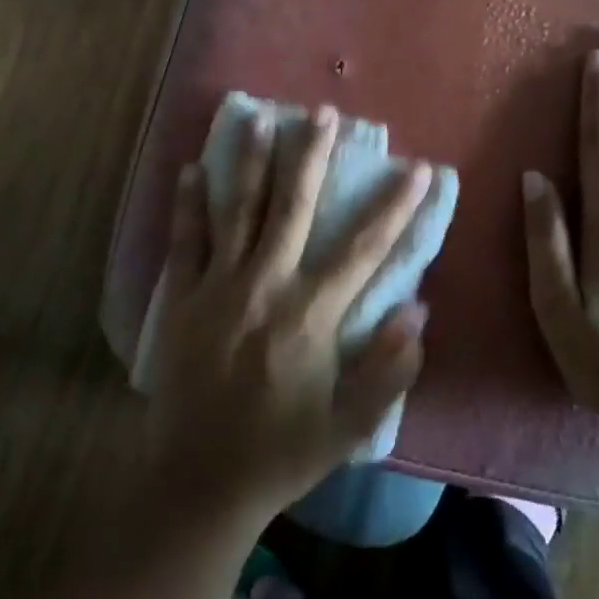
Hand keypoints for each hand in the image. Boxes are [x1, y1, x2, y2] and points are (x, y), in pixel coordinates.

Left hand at [144, 105, 431, 524]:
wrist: (197, 484)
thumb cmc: (281, 453)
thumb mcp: (349, 426)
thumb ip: (389, 369)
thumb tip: (418, 309)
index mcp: (308, 316)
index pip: (363, 250)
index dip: (395, 208)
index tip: (418, 169)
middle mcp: (263, 287)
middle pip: (291, 209)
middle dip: (311, 157)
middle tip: (324, 113)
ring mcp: (216, 288)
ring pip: (237, 211)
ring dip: (251, 162)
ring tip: (260, 117)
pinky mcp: (180, 299)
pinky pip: (185, 241)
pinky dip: (188, 203)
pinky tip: (192, 168)